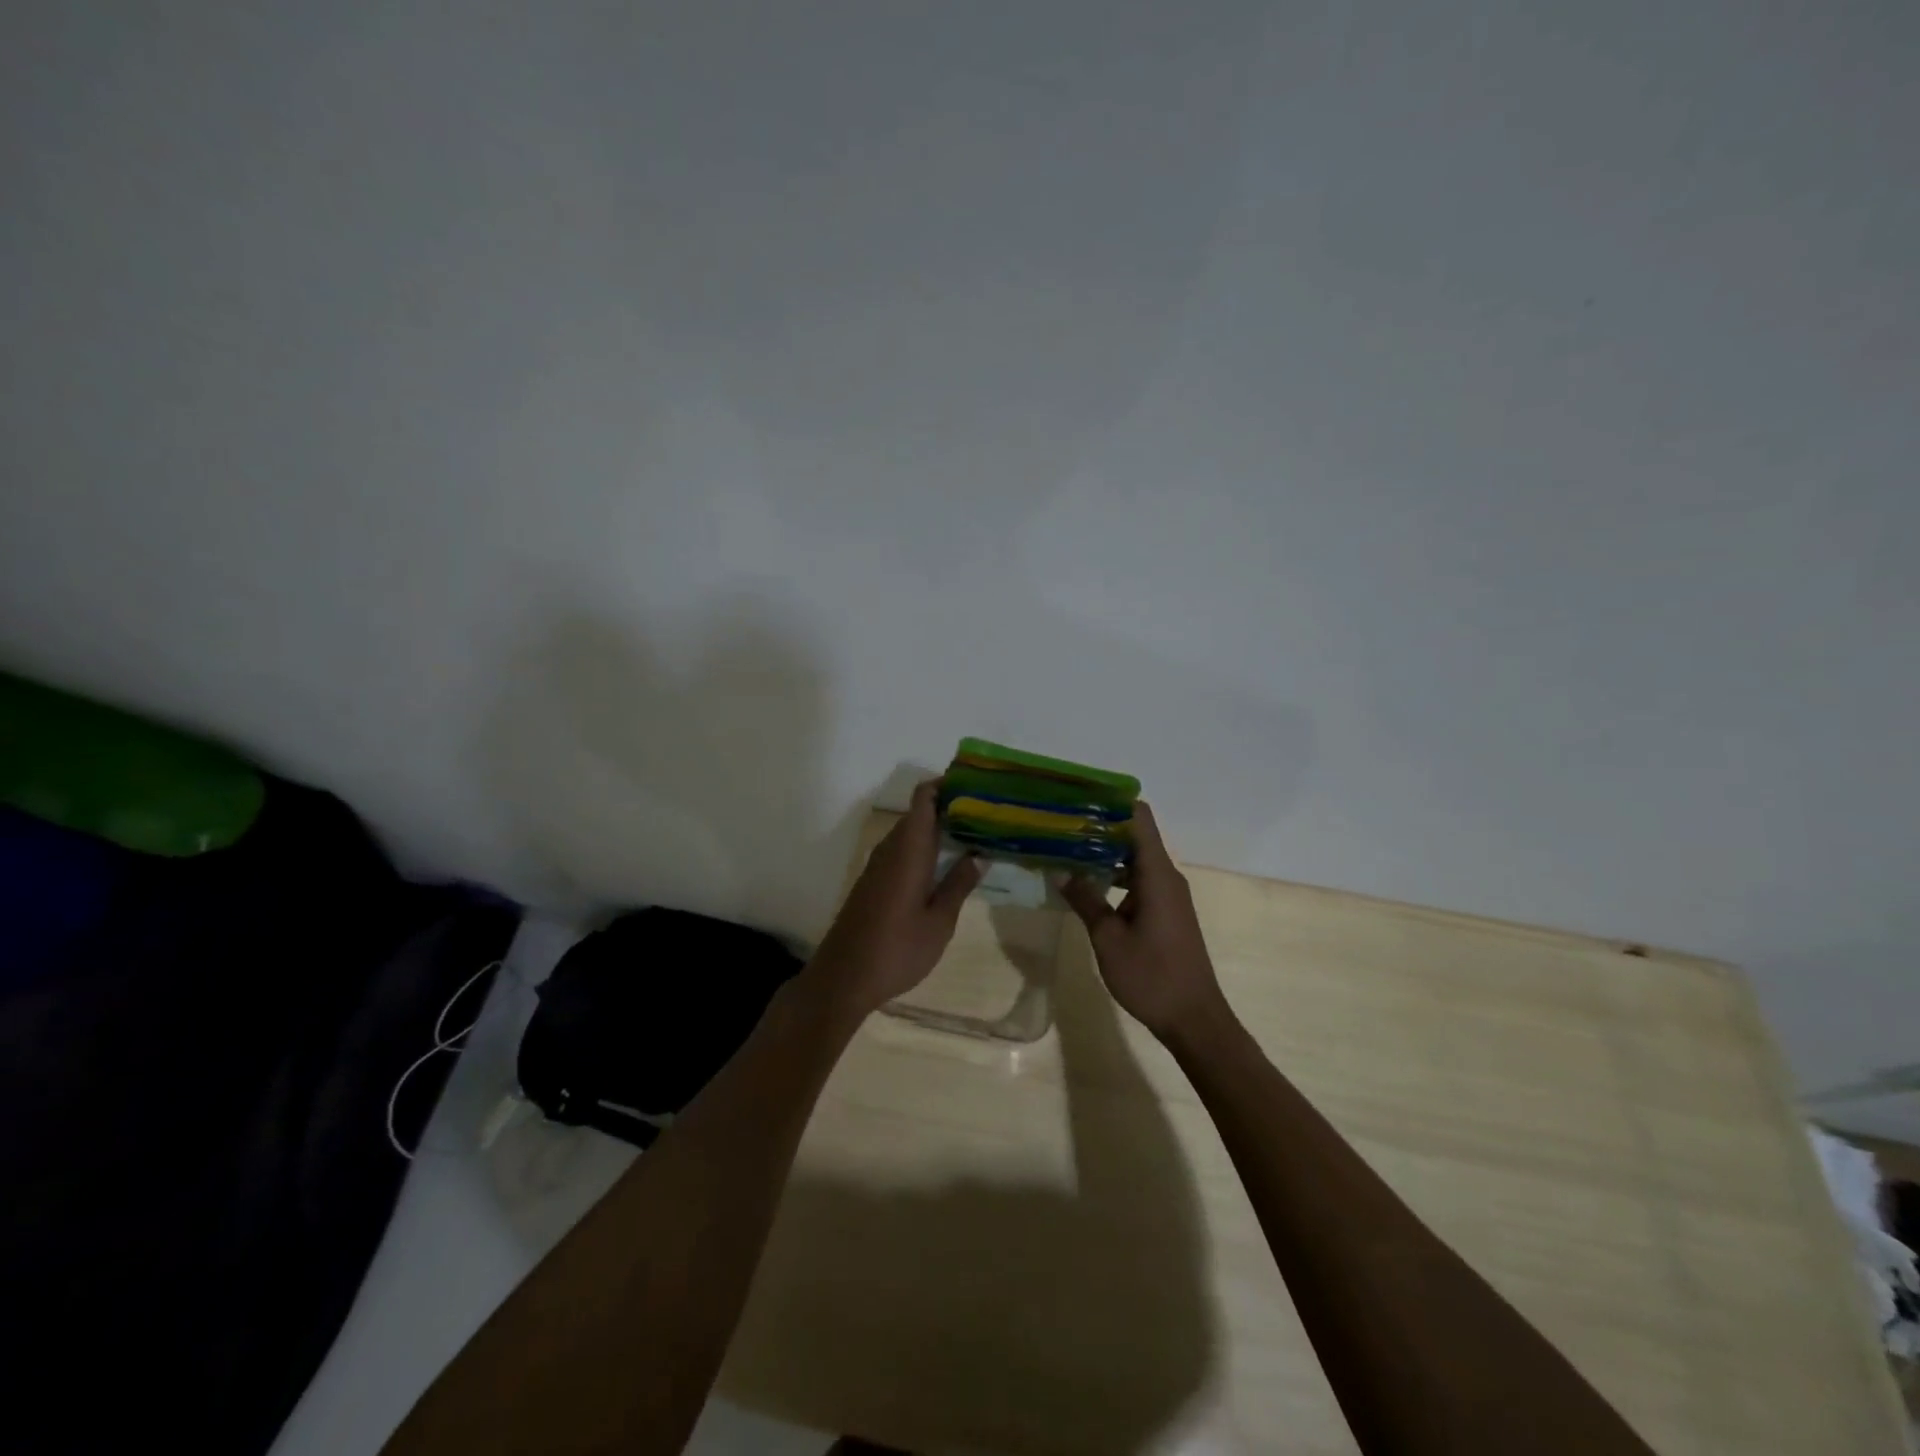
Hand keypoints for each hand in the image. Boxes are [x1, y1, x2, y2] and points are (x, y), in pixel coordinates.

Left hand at [804, 781, 982, 1020]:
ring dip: (937, 830)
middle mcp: (890, 848)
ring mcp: (878, 865)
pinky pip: (902, 851)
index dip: (946, 785)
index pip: (923, 797)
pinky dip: (924, 849)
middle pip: (919, 813)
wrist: (843, 978)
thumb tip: (979, 855)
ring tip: (974, 837)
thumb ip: (959, 885)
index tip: (976, 786)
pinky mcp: (873, 882)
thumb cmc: (897, 949)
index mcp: (908, 849)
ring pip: (910, 833)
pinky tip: (944, 866)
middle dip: (950, 808)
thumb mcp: (939, 922)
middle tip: (987, 815)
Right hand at [1061, 801, 1228, 1043]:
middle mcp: (1166, 876)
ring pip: (1135, 859)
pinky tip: (1088, 885)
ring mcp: (1168, 895)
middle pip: (1135, 835)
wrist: (1194, 1019)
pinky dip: (1115, 876)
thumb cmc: (1152, 976)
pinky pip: (1139, 880)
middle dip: (1100, 827)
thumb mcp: (1108, 938)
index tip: (1079, 798)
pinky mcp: (1166, 912)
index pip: (1139, 818)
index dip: (1111, 802)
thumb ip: (1085, 899)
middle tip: (1061, 824)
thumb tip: (1060, 870)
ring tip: (1067, 850)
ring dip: (1105, 854)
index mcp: (1157, 874)